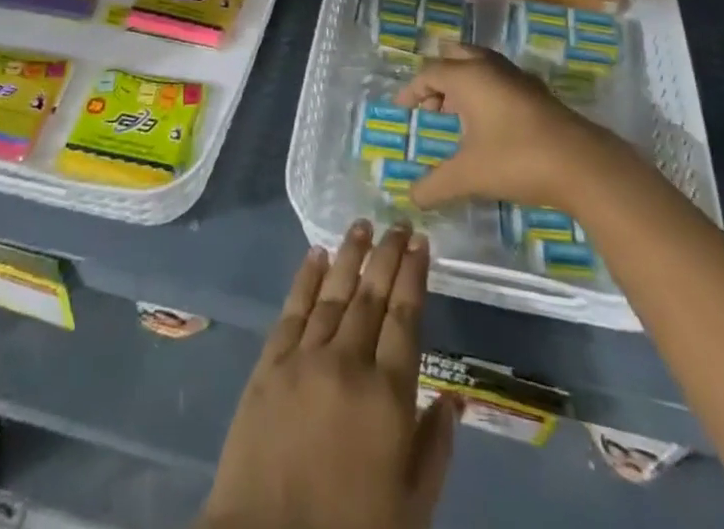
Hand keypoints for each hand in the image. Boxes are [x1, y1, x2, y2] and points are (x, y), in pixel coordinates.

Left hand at [199, 221, 457, 528]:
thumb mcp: (411, 508)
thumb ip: (434, 449)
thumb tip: (454, 397)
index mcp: (388, 396)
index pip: (405, 318)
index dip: (413, 276)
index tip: (421, 242)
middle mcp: (348, 363)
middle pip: (371, 296)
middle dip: (387, 255)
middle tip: (398, 223)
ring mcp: (305, 359)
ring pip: (333, 293)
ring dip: (350, 256)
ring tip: (362, 225)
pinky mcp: (269, 365)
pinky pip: (292, 311)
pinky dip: (306, 279)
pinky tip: (316, 256)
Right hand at [396, 43, 626, 213]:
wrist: (581, 164)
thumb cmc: (516, 159)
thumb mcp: (469, 175)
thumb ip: (435, 185)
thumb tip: (411, 197)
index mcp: (468, 76)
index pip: (430, 73)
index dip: (412, 90)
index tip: (402, 109)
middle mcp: (490, 67)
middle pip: (455, 56)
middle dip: (438, 77)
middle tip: (430, 105)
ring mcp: (516, 76)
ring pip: (480, 65)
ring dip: (463, 82)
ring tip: (455, 113)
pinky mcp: (536, 91)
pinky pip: (498, 78)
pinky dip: (484, 90)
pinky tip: (487, 121)